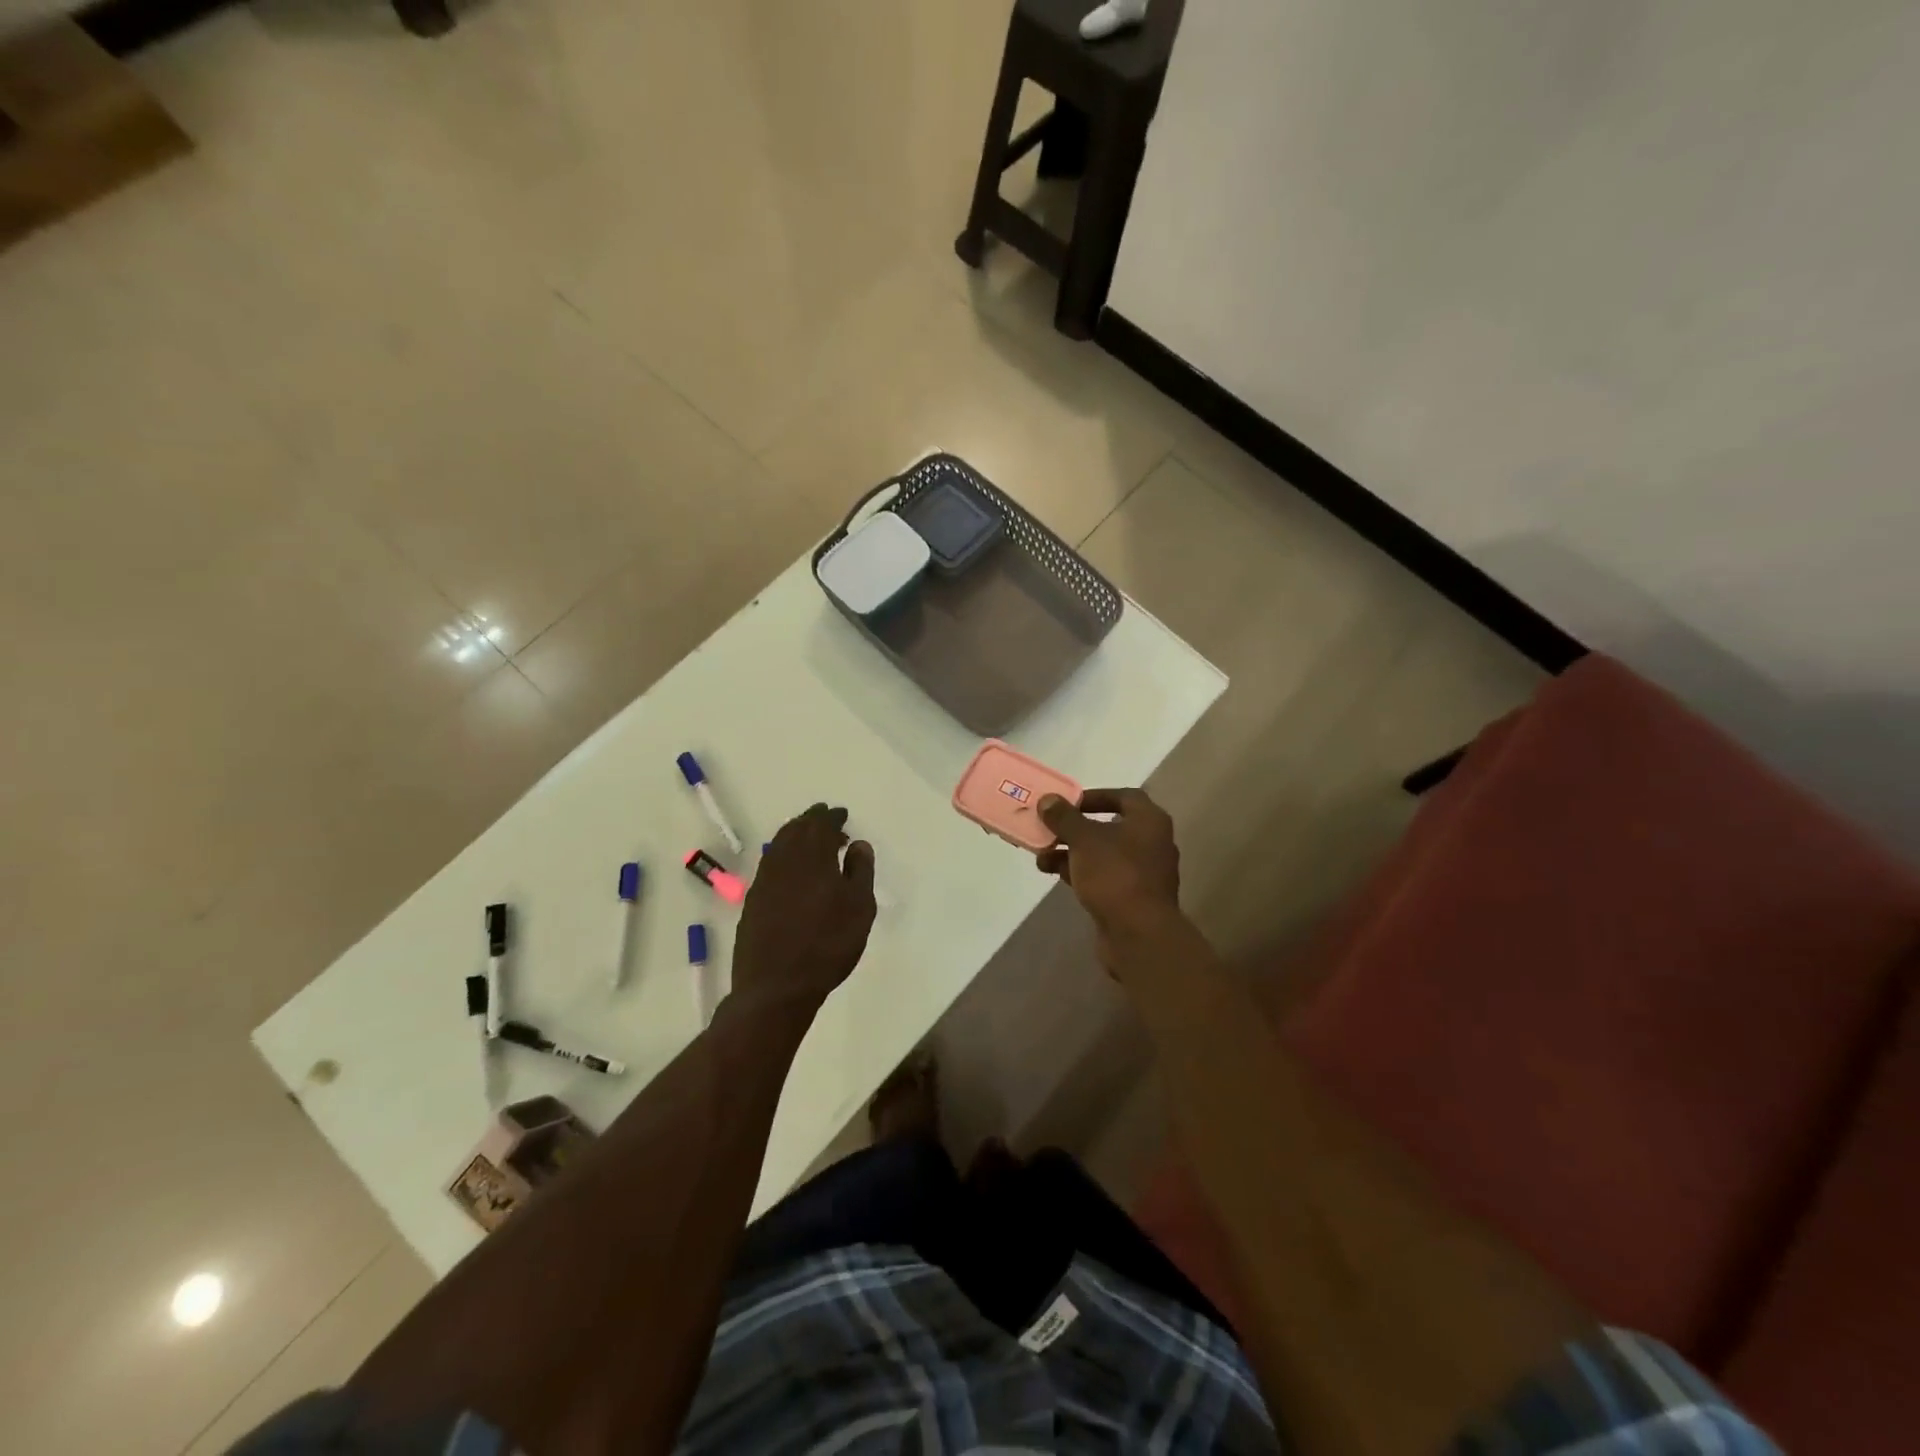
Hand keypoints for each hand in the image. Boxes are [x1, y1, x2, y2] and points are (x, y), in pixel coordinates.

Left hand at [732, 803, 876, 1015]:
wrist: (776, 985)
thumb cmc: (827, 944)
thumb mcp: (859, 908)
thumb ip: (860, 871)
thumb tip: (858, 844)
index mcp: (812, 857)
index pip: (821, 825)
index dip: (832, 817)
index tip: (842, 814)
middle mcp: (784, 861)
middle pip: (796, 830)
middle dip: (812, 821)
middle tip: (826, 819)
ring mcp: (764, 880)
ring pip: (779, 845)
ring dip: (795, 836)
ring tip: (810, 841)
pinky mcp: (753, 901)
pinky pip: (770, 864)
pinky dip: (783, 856)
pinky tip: (791, 869)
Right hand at [1037, 788, 1182, 962]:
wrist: (1139, 935)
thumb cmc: (1115, 875)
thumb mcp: (1084, 840)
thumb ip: (1065, 818)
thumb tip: (1048, 800)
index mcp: (1149, 821)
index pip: (1124, 796)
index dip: (1094, 796)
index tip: (1067, 802)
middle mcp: (1151, 843)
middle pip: (1109, 827)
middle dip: (1075, 828)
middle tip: (1048, 828)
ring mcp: (1143, 873)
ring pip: (1102, 854)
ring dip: (1072, 852)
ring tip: (1041, 856)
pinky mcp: (1131, 898)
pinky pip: (1103, 877)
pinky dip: (1080, 872)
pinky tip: (1054, 874)